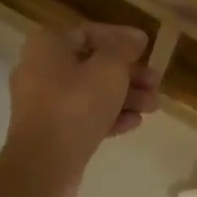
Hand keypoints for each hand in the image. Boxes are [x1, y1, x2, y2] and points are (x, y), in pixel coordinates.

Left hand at [5, 23, 161, 196]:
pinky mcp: (50, 130)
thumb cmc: (77, 105)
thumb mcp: (109, 69)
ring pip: (91, 92)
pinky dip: (108, 116)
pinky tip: (134, 122)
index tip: (148, 46)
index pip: (90, 33)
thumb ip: (124, 49)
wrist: (44, 164)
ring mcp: (43, 102)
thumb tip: (134, 38)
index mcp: (47, 45)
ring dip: (125, 97)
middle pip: (92, 65)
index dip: (122, 38)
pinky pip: (83, 115)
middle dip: (129, 74)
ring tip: (153, 106)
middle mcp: (40, 69)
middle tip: (156, 83)